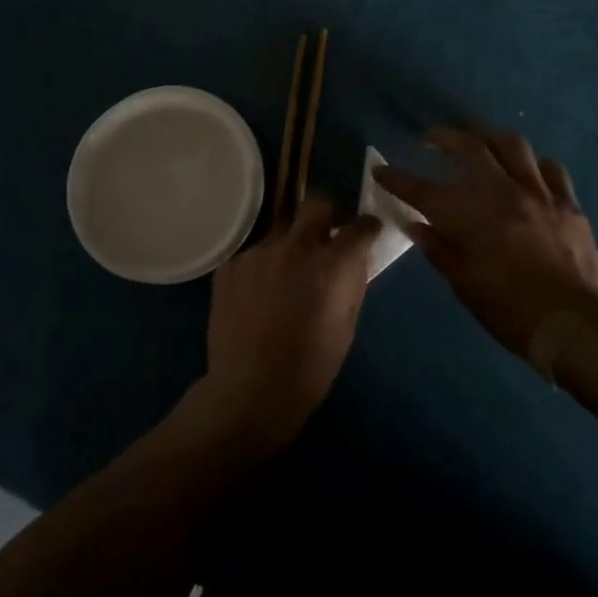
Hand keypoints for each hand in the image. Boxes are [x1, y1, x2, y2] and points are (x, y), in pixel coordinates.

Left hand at [192, 197, 380, 459]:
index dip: (367, 226)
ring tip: (287, 275)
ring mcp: (257, 253)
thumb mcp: (346, 327)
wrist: (249, 392)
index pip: (359, 226)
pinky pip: (254, 254)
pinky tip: (259, 295)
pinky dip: (263, 266)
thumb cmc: (309, 368)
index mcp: (330, 265)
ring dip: (291, 244)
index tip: (367, 230)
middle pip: (316, 204)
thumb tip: (356, 258)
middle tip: (328, 234)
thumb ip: (352, 283)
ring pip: (281, 231)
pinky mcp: (230, 264)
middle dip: (328, 213)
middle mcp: (294, 248)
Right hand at [375, 128, 597, 357]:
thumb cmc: (510, 311)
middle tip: (431, 139)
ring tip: (480, 144)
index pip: (422, 190)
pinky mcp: (568, 203)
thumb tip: (416, 226)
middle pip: (469, 146)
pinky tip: (527, 173)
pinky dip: (533, 165)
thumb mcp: (464, 286)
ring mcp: (539, 193)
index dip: (397, 179)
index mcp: (470, 216)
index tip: (380, 170)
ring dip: (490, 139)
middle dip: (444, 137)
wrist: (573, 327)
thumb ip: (439, 249)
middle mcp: (501, 192)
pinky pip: (551, 169)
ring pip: (512, 145)